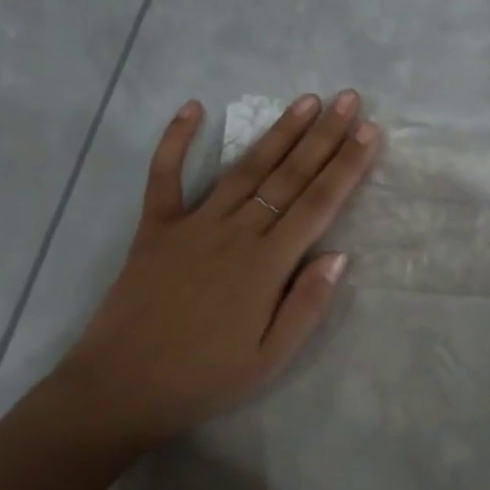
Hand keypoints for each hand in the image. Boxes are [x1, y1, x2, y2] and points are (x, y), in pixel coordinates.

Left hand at [54, 91, 380, 449]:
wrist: (119, 389)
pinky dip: (175, 141)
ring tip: (305, 100)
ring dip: (277, 131)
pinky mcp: (154, 227)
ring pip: (244, 168)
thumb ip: (307, 305)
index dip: (347, 165)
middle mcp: (234, 233)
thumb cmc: (204, 378)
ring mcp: (191, 224)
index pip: (318, 204)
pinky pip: (164, 177)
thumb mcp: (270, 359)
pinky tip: (192, 107)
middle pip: (288, 175)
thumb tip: (340, 255)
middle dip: (323, 135)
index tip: (369, 131)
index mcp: (266, 265)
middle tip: (348, 99)